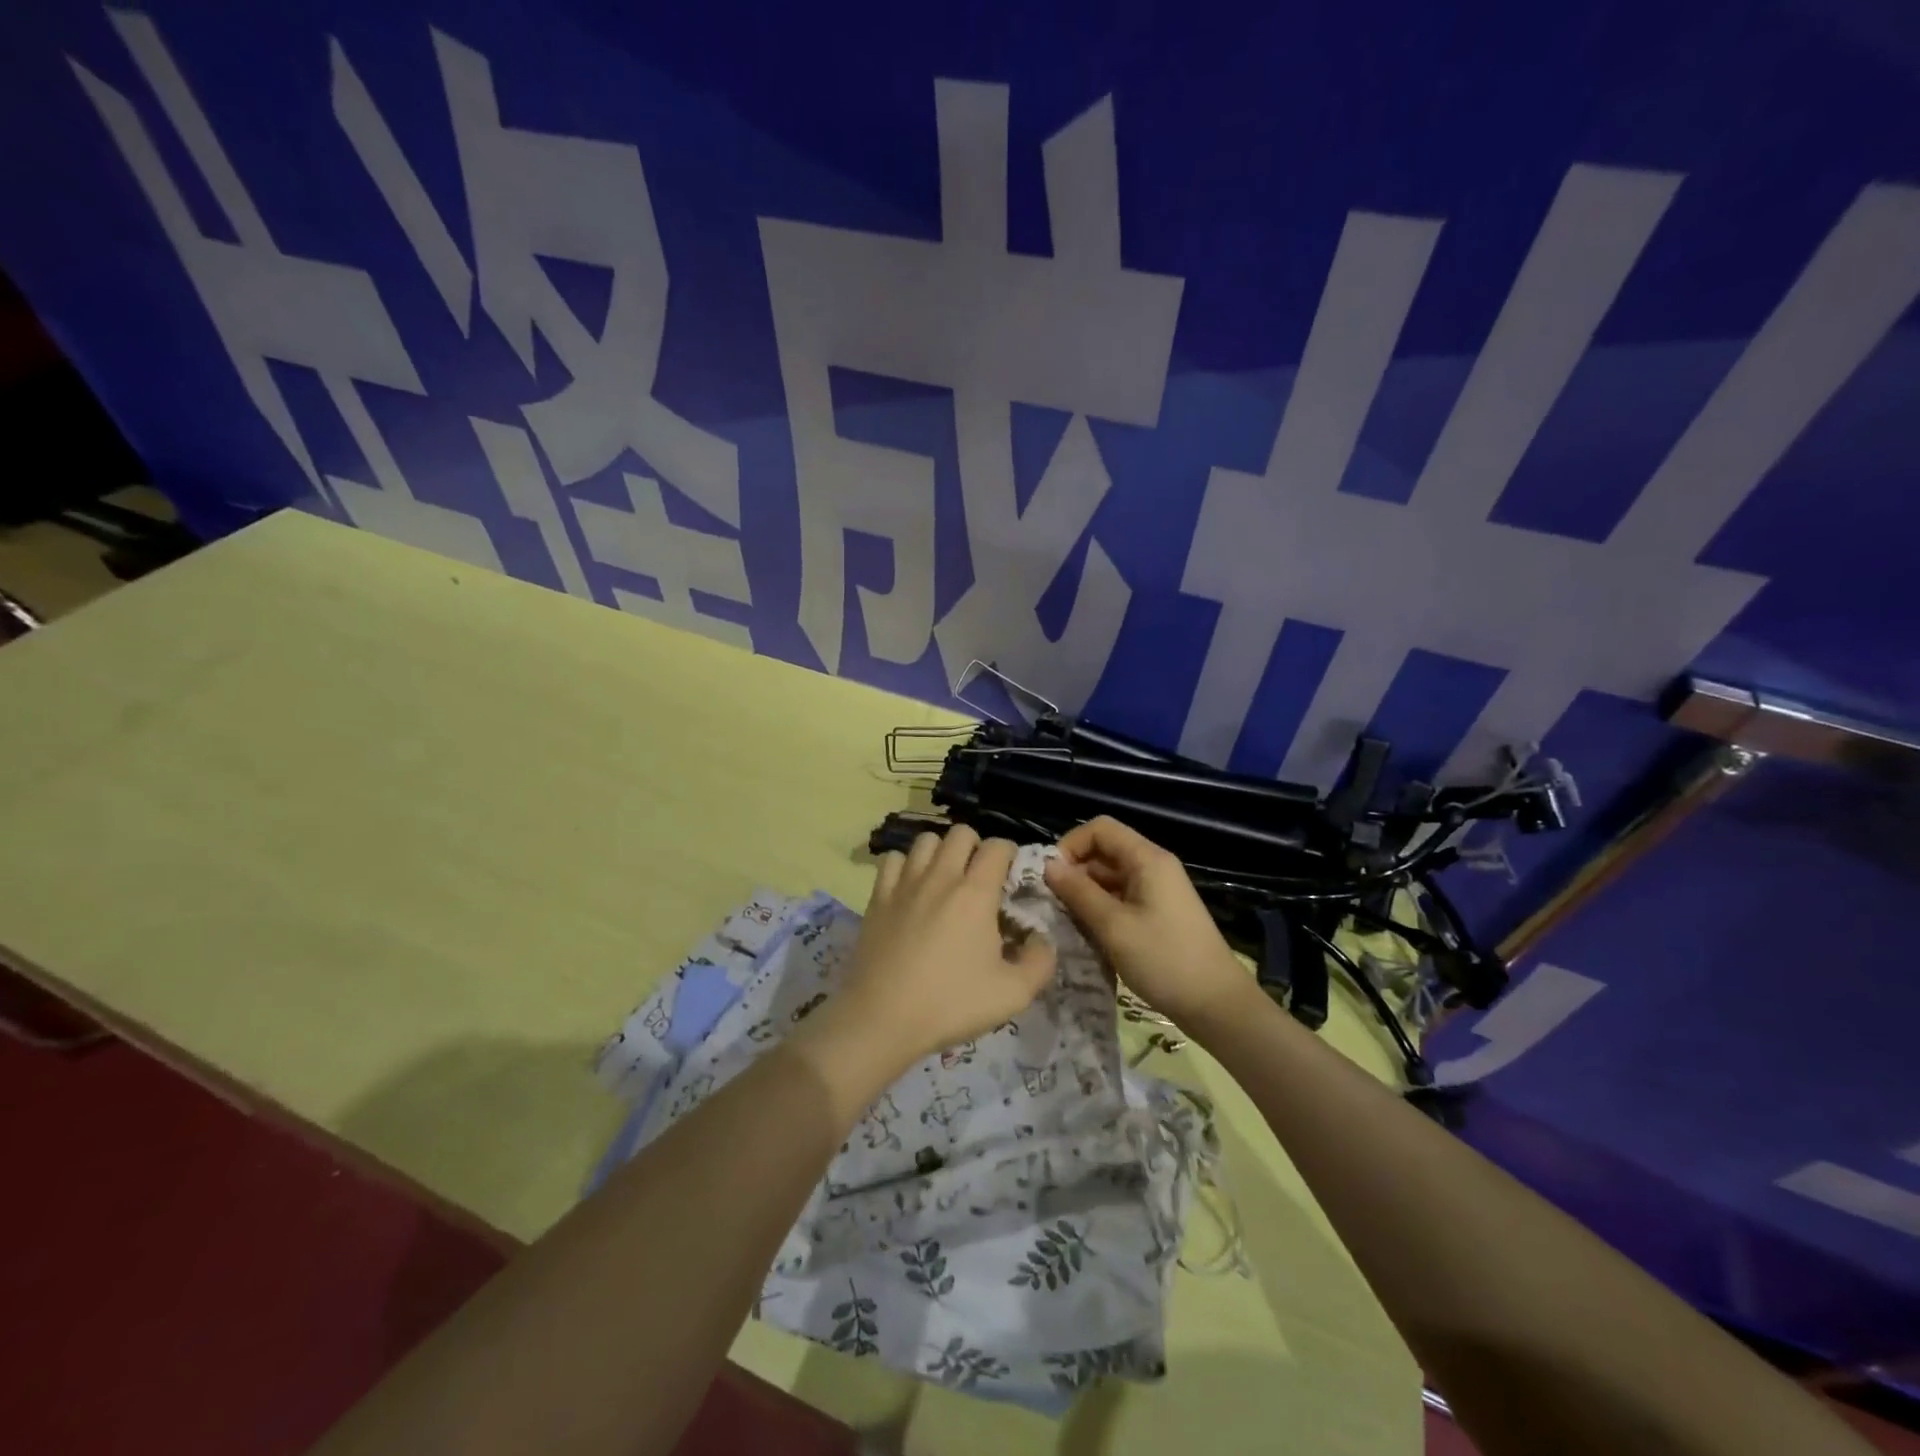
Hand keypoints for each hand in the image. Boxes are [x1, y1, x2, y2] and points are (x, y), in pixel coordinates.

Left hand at [829, 827, 1056, 1066]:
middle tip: (979, 877)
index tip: (1011, 876)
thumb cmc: (951, 1004)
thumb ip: (1040, 962)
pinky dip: (906, 865)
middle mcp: (940, 876)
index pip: (997, 846)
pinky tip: (911, 888)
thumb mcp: (1013, 994)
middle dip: (976, 846)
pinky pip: (893, 859)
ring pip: (926, 840)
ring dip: (941, 851)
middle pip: (960, 832)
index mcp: (976, 893)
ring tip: (946, 878)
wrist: (882, 1019)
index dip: (1009, 854)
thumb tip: (1041, 938)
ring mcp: (905, 883)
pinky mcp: (877, 897)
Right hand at [1044, 816, 1257, 1033]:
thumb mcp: (1114, 926)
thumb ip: (1078, 892)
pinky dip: (1101, 909)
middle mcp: (1153, 867)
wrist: (1217, 1005)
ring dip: (1086, 894)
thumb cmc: (1164, 960)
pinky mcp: (1158, 913)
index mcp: (1147, 859)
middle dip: (1075, 872)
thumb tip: (1048, 865)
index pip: (1100, 829)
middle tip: (1052, 905)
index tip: (1051, 877)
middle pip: (1104, 851)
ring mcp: (1157, 891)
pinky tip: (1088, 934)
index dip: (1071, 845)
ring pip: (1110, 877)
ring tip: (1066, 922)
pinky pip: (1121, 898)